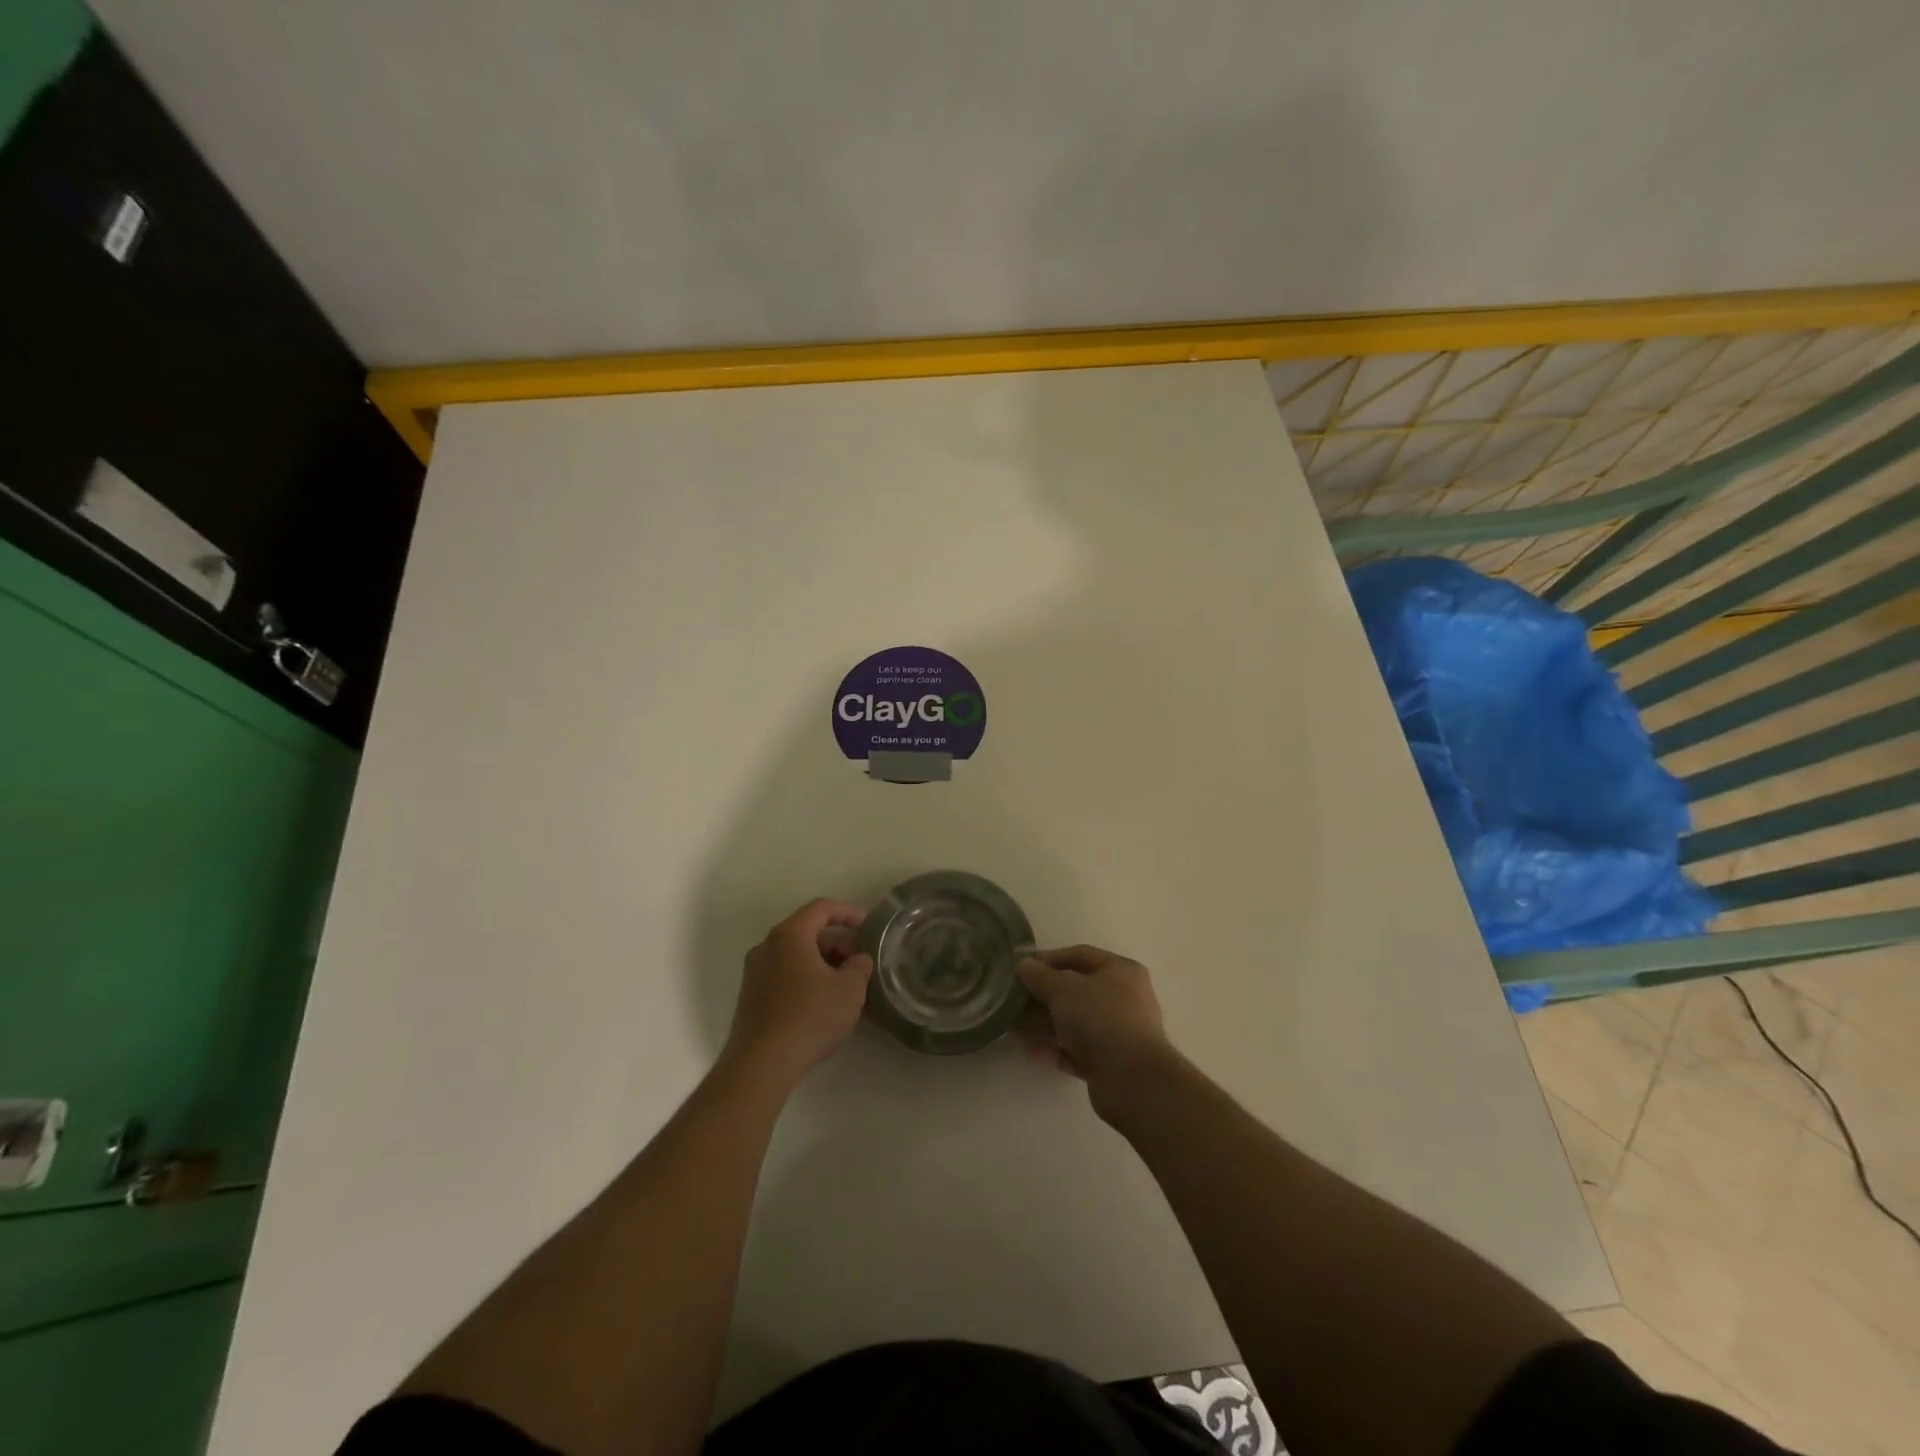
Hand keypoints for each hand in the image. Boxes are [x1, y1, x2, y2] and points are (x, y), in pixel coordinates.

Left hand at [724, 899, 872, 1092]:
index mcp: (789, 935)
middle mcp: (767, 947)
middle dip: (838, 943)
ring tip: (847, 986)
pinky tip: (825, 1003)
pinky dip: (808, 979)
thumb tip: (857, 960)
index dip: (848, 912)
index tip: (868, 925)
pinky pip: (785, 975)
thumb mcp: (850, 989)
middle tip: (861, 962)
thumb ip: (860, 966)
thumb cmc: (809, 1017)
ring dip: (824, 963)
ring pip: (796, 956)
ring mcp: (755, 973)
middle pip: (807, 932)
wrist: (760, 1065)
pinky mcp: (751, 998)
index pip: (821, 908)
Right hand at [1016, 945, 1177, 1120]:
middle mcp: (1124, 999)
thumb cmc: (1100, 1019)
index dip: (1049, 959)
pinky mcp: (1110, 1063)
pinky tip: (1032, 1050)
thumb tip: (1024, 964)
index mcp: (1121, 972)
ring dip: (1046, 1023)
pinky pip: (1077, 1050)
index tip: (1022, 968)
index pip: (1080, 955)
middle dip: (1044, 994)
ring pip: (1076, 1022)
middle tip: (1015, 999)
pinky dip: (1056, 1049)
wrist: (1132, 1081)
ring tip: (1015, 1026)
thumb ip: (1041, 976)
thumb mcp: (1064, 989)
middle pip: (1077, 990)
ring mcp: (1118, 1033)